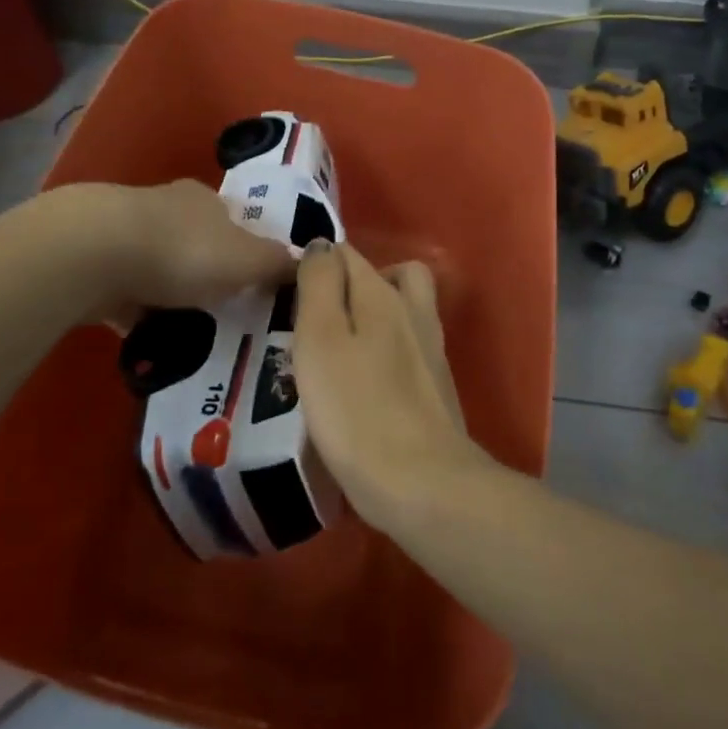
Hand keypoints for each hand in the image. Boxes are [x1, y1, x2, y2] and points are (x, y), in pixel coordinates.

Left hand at [46, 180, 295, 325]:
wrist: (93, 254)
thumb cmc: (184, 251)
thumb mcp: (248, 260)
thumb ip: (278, 263)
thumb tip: (309, 259)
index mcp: (205, 200)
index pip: (233, 221)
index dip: (245, 251)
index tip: (252, 284)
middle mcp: (165, 208)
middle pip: (194, 242)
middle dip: (206, 274)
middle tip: (222, 313)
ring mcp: (124, 234)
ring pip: (158, 267)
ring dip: (169, 294)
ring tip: (186, 332)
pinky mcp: (93, 263)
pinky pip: (125, 293)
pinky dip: (137, 313)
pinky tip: (146, 340)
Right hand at [291, 241, 483, 533]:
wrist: (422, 483)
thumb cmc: (356, 409)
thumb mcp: (320, 339)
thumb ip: (319, 285)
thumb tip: (322, 245)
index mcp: (383, 294)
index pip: (347, 254)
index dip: (317, 266)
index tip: (290, 296)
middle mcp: (414, 310)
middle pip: (387, 275)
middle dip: (354, 284)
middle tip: (321, 317)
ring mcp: (431, 349)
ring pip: (403, 310)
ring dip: (374, 316)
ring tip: (339, 349)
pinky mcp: (437, 386)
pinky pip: (409, 348)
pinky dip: (387, 351)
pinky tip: (363, 383)